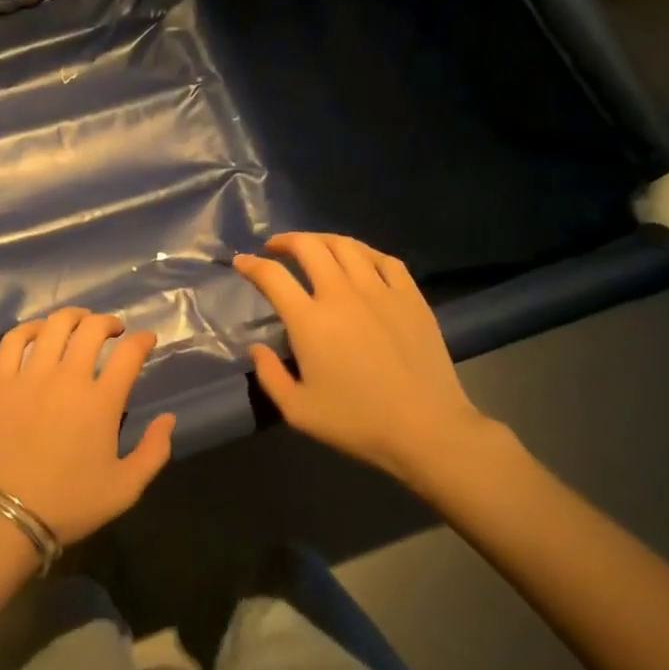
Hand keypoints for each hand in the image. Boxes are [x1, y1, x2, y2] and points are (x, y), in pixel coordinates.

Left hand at [0, 308, 177, 546]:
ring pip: (54, 326)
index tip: (146, 340)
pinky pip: (13, 341)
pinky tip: (39, 333)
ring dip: (74, 318)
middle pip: (92, 329)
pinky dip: (30, 329)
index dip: (143, 340)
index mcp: (101, 402)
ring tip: (80, 323)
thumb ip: (154, 451)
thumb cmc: (71, 504)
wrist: (8, 517)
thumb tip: (169, 418)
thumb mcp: (126, 488)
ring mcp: (29, 377)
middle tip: (114, 331)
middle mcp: (67, 378)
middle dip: (109, 322)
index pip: (129, 353)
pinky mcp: (0, 382)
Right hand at [233, 233, 492, 493]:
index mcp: (309, 320)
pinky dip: (364, 252)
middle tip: (275, 248)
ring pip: (346, 246)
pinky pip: (385, 259)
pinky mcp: (410, 297)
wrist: (427, 429)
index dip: (251, 264)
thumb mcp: (298, 411)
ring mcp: (379, 291)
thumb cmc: (357, 422)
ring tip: (313, 247)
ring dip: (322, 240)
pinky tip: (359, 260)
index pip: (272, 276)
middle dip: (285, 241)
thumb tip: (256, 348)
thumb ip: (269, 376)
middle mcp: (341, 294)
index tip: (241, 262)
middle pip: (308, 247)